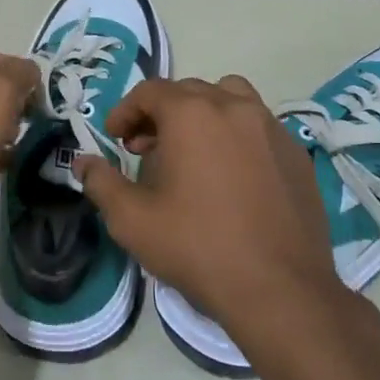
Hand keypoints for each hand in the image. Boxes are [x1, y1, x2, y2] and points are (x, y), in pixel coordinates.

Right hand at [76, 76, 339, 342]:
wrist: (278, 288)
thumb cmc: (197, 247)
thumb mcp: (132, 220)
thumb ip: (102, 183)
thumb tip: (83, 162)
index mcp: (192, 114)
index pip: (150, 91)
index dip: (125, 111)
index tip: (115, 138)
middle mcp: (235, 108)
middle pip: (189, 91)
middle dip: (160, 113)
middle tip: (145, 149)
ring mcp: (272, 128)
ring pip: (230, 99)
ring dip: (203, 114)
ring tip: (192, 151)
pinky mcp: (296, 153)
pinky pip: (259, 126)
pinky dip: (236, 135)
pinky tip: (231, 175)